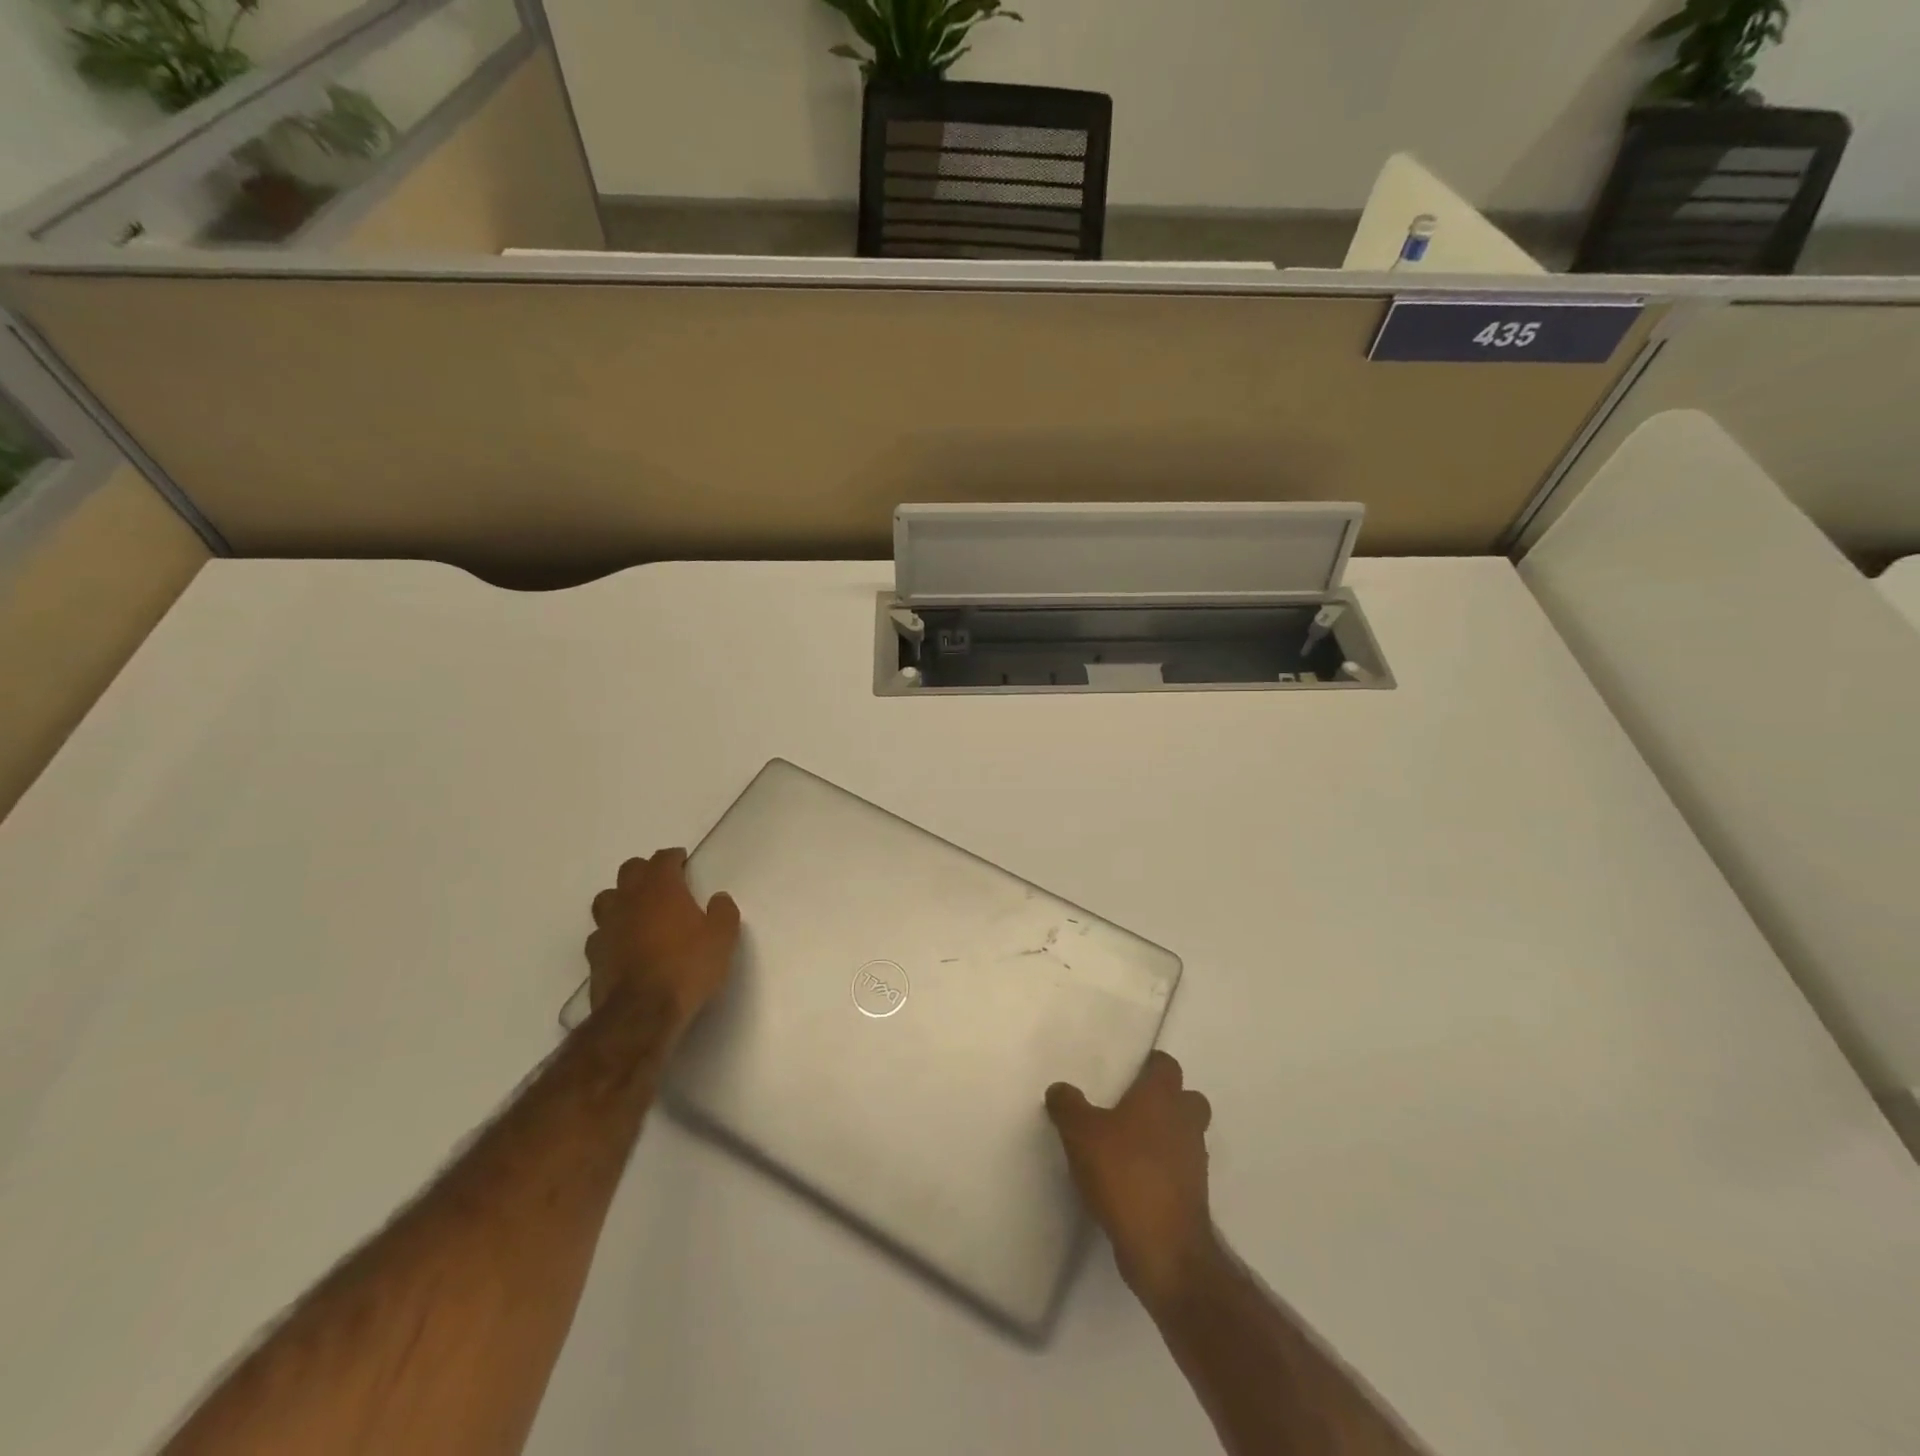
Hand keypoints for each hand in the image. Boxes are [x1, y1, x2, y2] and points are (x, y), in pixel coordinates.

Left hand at [585, 848, 740, 1031]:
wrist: (642, 1014)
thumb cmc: (687, 967)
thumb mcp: (722, 938)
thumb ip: (723, 912)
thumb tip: (718, 898)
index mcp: (661, 888)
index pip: (662, 859)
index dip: (673, 857)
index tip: (682, 861)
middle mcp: (629, 900)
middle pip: (630, 870)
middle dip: (646, 871)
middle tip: (662, 882)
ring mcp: (607, 927)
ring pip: (607, 898)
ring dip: (622, 898)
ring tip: (638, 910)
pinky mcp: (594, 955)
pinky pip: (600, 933)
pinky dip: (612, 932)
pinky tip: (623, 943)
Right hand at [1047, 1050, 1218, 1307]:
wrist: (1165, 1249)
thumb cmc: (1125, 1175)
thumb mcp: (1080, 1133)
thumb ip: (1068, 1105)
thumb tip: (1060, 1089)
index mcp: (1163, 1097)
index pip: (1166, 1065)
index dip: (1149, 1065)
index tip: (1126, 1073)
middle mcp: (1185, 1122)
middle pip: (1186, 1099)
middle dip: (1165, 1101)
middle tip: (1130, 1109)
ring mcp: (1195, 1160)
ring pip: (1185, 1135)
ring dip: (1164, 1137)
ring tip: (1126, 1147)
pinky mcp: (1193, 1196)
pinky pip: (1179, 1169)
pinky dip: (1162, 1170)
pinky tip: (1132, 1181)